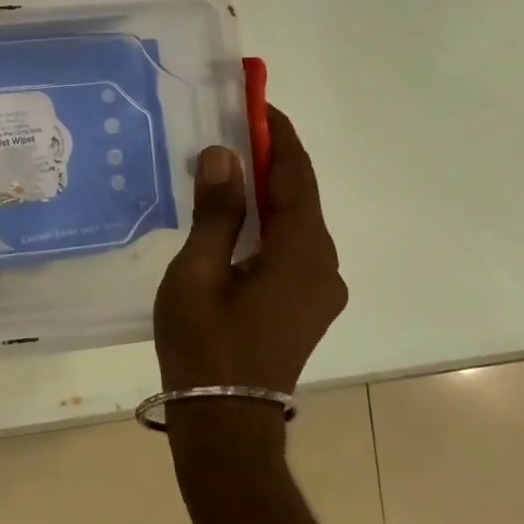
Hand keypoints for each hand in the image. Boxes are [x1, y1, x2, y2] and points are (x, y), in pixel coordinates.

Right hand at [154, 106, 346, 394]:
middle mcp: (324, 265)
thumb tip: (223, 155)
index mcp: (303, 253)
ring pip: (296, 223)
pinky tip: (236, 216)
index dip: (278, 135)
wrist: (225, 421)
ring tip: (227, 163)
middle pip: (300, 197)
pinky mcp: (305, 305)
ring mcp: (319, 289)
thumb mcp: (198, 271)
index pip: (296, 176)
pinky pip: (291, 246)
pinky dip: (267, 221)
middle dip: (270, 158)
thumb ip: (216, 212)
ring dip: (267, 190)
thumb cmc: (205, 343)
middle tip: (232, 126)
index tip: (256, 101)